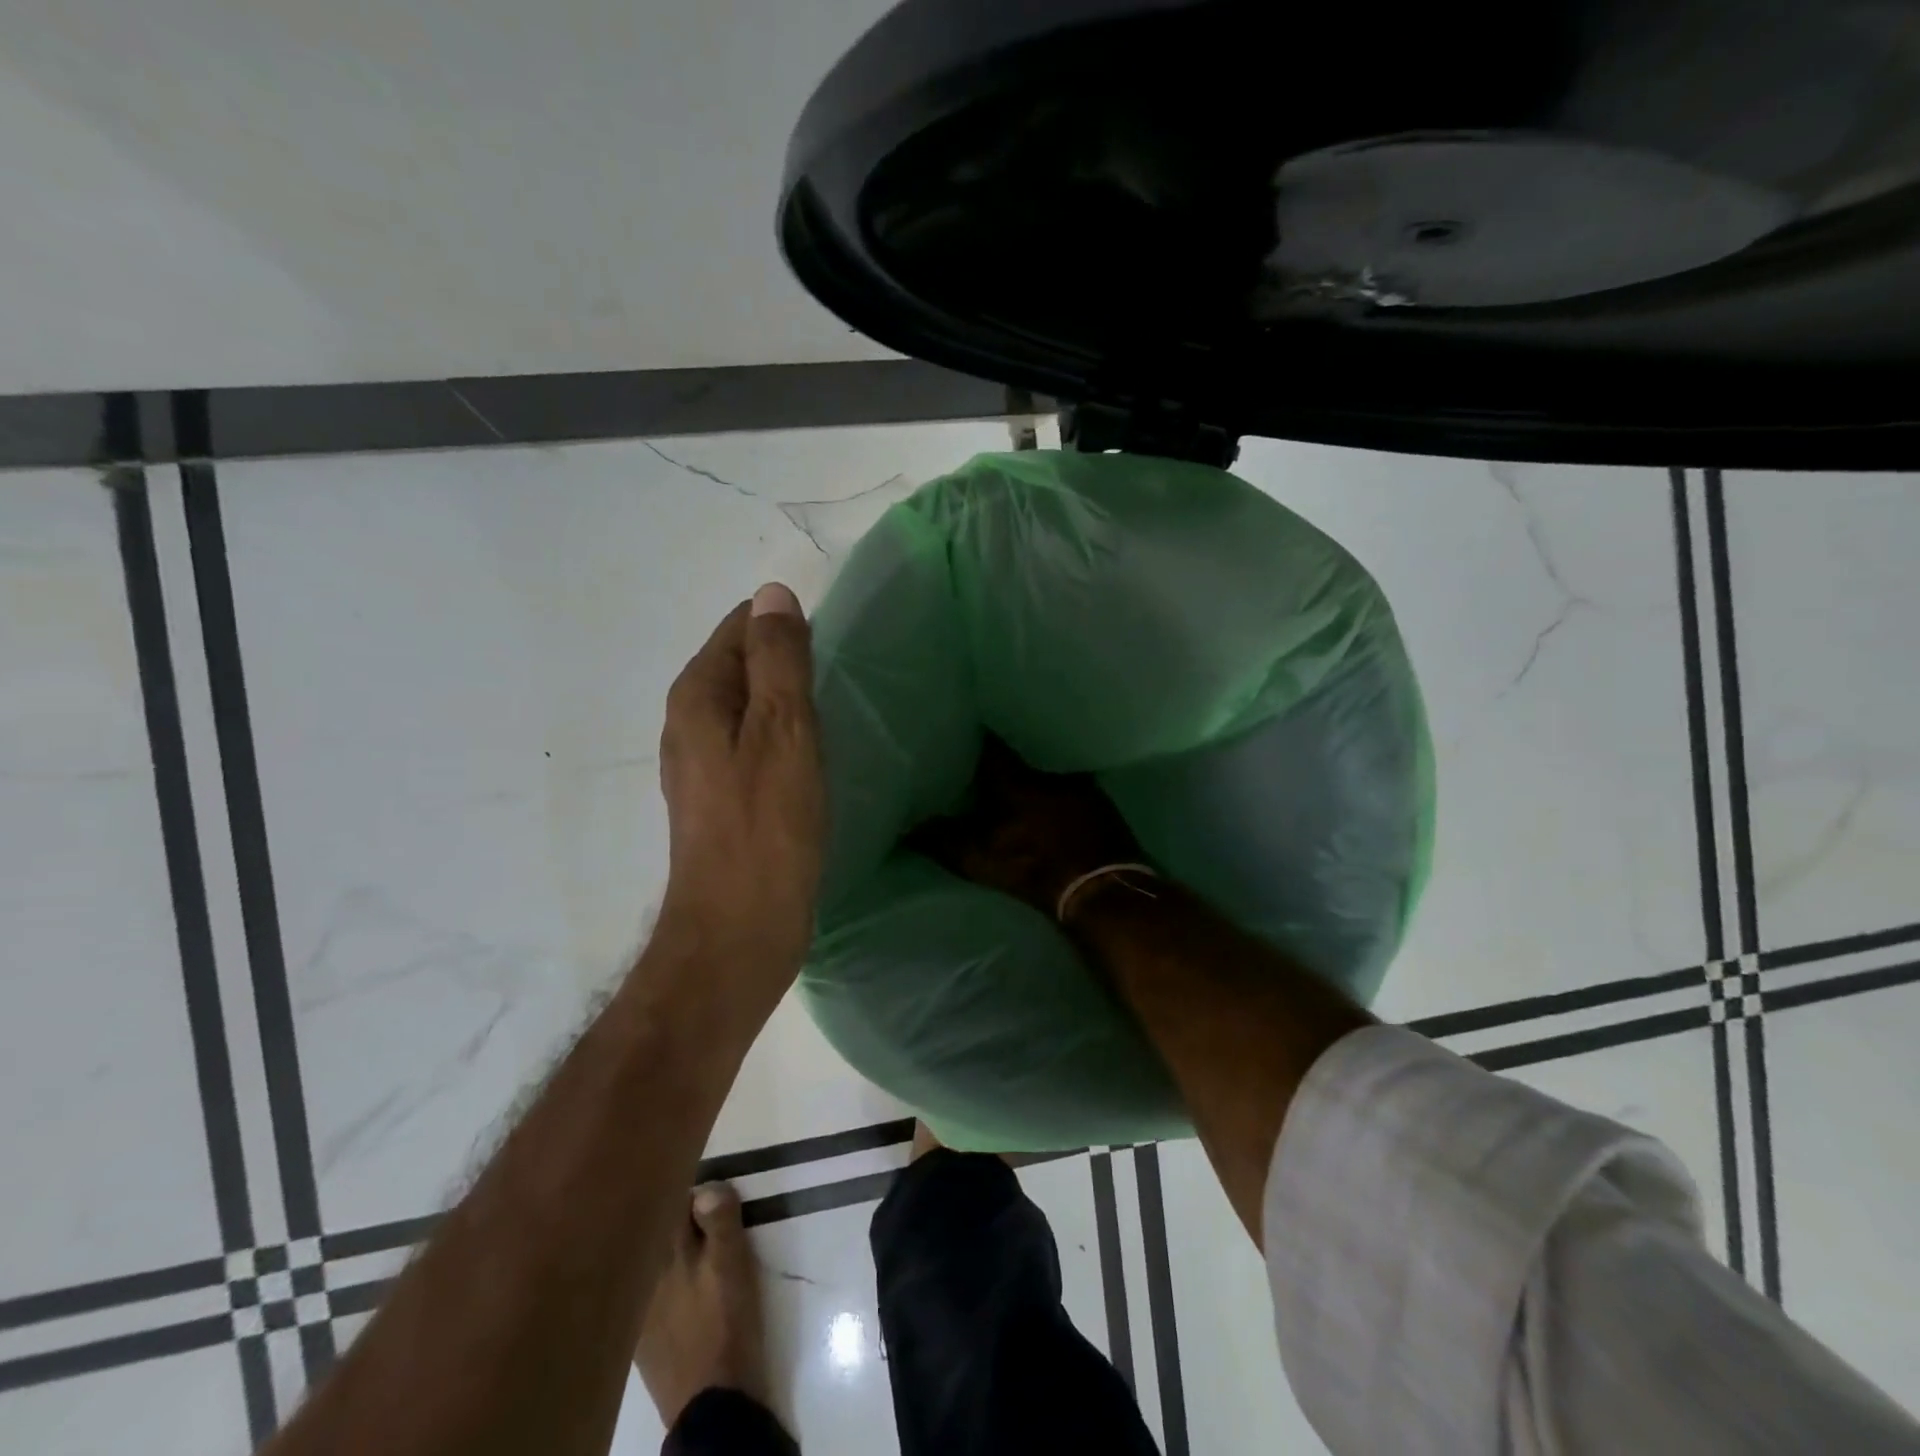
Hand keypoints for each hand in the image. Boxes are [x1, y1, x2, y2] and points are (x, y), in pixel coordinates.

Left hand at [658, 584, 824, 980]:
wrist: (739, 930)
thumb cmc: (766, 828)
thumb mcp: (782, 731)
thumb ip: (778, 660)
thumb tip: (773, 594)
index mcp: (697, 696)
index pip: (740, 627)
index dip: (786, 629)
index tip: (831, 652)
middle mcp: (689, 723)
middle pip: (743, 666)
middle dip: (789, 665)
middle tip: (839, 685)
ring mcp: (702, 765)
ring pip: (750, 708)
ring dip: (789, 704)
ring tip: (833, 718)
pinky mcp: (722, 800)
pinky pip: (755, 745)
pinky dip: (784, 740)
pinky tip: (812, 761)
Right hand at [909, 735, 1143, 920]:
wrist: (1102, 890)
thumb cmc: (1036, 869)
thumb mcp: (981, 859)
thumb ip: (942, 841)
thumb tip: (907, 828)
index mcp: (1017, 779)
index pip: (990, 746)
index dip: (972, 738)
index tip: (958, 730)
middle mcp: (1049, 771)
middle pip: (1021, 755)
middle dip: (1003, 758)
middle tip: (982, 757)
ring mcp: (1079, 785)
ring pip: (1047, 770)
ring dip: (1031, 774)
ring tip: (1014, 778)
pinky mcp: (1100, 803)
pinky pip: (1069, 786)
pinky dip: (1055, 791)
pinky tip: (1048, 801)